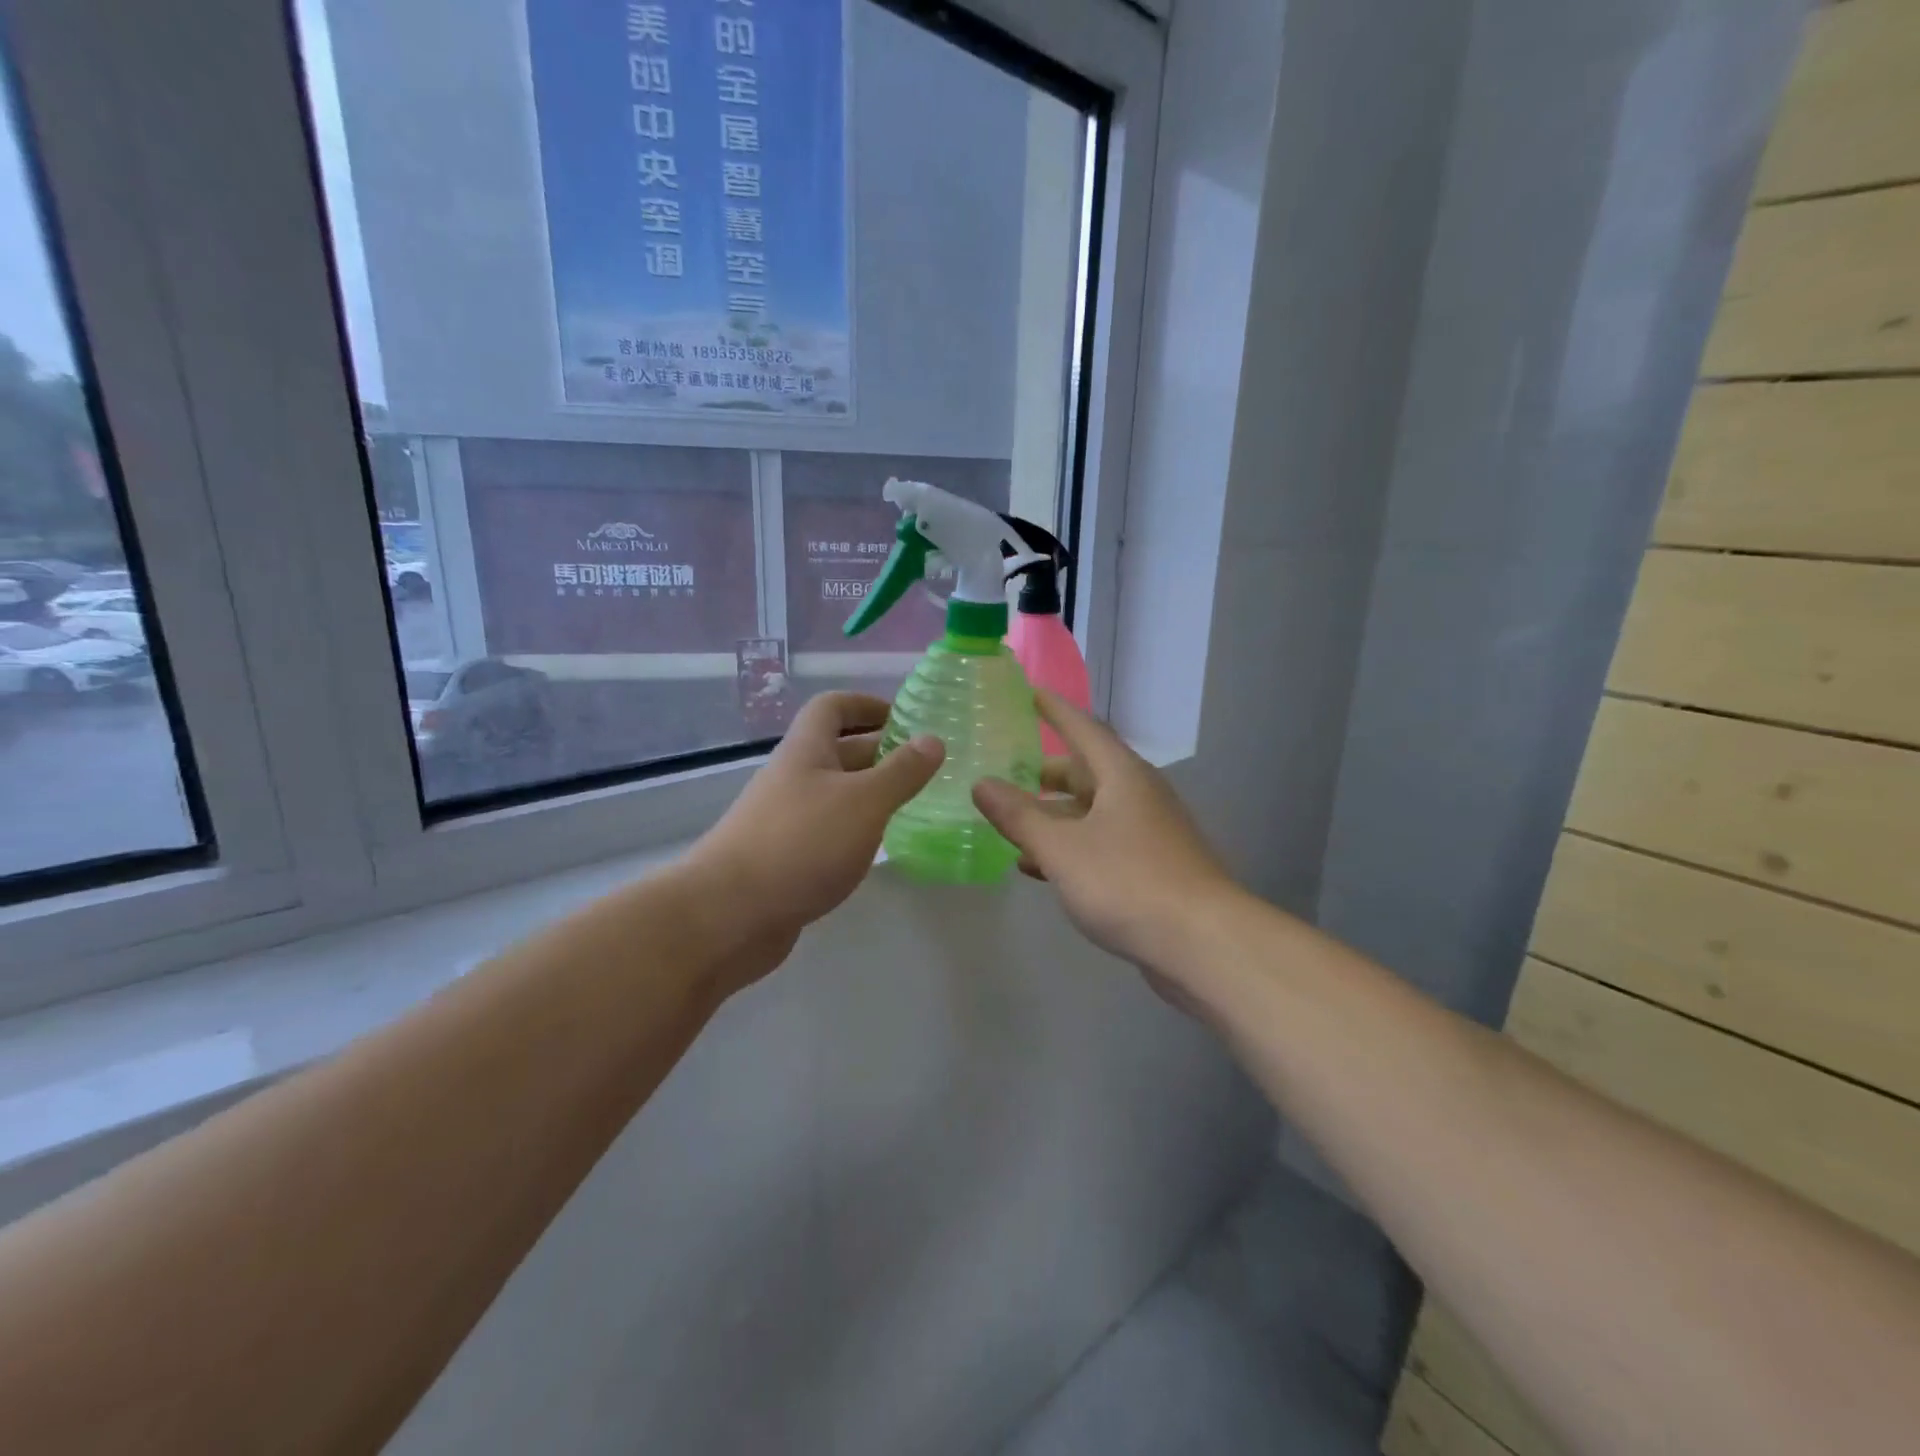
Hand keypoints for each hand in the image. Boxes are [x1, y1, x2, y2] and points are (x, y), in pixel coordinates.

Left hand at [692, 691, 942, 943]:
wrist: (729, 915)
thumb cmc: (802, 843)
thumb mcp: (864, 802)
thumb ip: (901, 772)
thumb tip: (933, 739)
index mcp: (806, 751)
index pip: (832, 707)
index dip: (867, 704)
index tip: (906, 719)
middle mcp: (793, 778)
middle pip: (838, 750)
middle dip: (880, 752)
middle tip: (926, 766)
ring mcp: (786, 820)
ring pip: (835, 794)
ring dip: (871, 793)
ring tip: (915, 804)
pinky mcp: (786, 858)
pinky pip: (828, 830)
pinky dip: (856, 830)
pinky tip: (880, 846)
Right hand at [972, 691, 1234, 969]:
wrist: (1202, 944)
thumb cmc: (1128, 882)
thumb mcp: (1061, 848)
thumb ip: (1019, 816)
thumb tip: (982, 783)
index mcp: (1122, 776)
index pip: (1083, 728)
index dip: (1055, 709)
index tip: (1029, 692)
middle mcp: (1139, 795)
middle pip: (1087, 772)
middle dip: (1045, 773)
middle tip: (1005, 771)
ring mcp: (1149, 832)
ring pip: (1092, 812)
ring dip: (1053, 815)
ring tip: (1011, 822)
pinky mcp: (1152, 867)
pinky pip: (1101, 843)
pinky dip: (1070, 847)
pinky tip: (1038, 866)